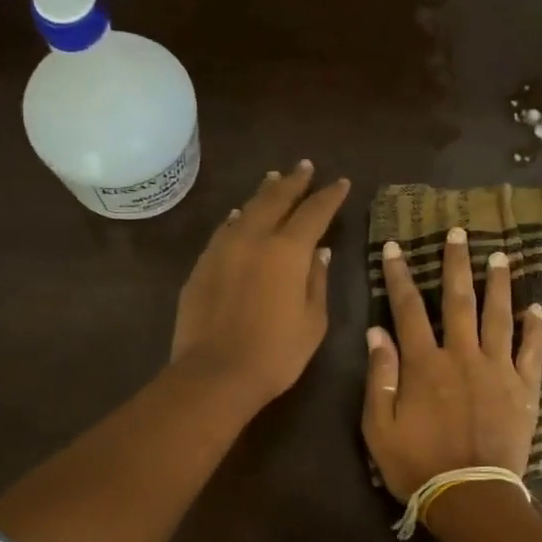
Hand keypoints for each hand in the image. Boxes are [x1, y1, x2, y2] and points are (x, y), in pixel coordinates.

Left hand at [171, 160, 349, 411]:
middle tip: (304, 167)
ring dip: (263, 194)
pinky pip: (224, 231)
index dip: (329, 197)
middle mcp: (254, 239)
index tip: (340, 183)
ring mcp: (222, 250)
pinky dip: (237, 219)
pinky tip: (239, 217)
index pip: (314, 213)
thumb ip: (316, 282)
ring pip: (246, 210)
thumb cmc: (276, 354)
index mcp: (288, 251)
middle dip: (293, 182)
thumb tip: (319, 253)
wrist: (215, 373)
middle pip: (276, 200)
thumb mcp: (312, 322)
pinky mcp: (201, 266)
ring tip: (273, 181)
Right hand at [362, 227, 541, 500]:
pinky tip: (537, 308)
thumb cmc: (417, 464)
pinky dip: (536, 328)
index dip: (399, 276)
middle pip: (459, 301)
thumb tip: (377, 332)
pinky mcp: (524, 389)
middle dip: (456, 264)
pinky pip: (533, 351)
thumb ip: (380, 376)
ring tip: (500, 256)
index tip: (395, 248)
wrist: (470, 495)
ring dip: (499, 284)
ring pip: (499, 316)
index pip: (408, 309)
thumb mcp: (379, 426)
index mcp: (425, 364)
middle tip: (459, 232)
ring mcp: (499, 370)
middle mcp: (463, 356)